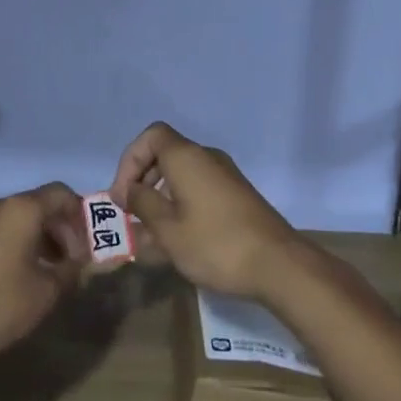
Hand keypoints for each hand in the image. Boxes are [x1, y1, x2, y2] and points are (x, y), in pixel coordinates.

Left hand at [0, 184, 86, 357]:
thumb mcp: (46, 292)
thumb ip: (69, 272)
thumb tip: (77, 264)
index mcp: (21, 209)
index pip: (60, 194)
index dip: (78, 216)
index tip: (85, 245)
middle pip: (35, 205)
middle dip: (56, 230)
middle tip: (66, 261)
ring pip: (10, 220)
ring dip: (31, 239)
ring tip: (39, 271)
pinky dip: (5, 247)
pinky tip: (6, 278)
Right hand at [110, 123, 304, 301]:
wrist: (278, 264)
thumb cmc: (215, 244)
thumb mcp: (168, 229)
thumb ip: (142, 204)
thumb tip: (129, 190)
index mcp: (187, 157)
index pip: (151, 136)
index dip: (130, 160)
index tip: (122, 195)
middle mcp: (207, 158)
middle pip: (165, 154)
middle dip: (142, 180)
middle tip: (130, 214)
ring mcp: (225, 176)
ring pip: (182, 175)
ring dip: (160, 197)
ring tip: (149, 234)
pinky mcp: (236, 195)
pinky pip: (198, 189)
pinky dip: (180, 204)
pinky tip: (176, 239)